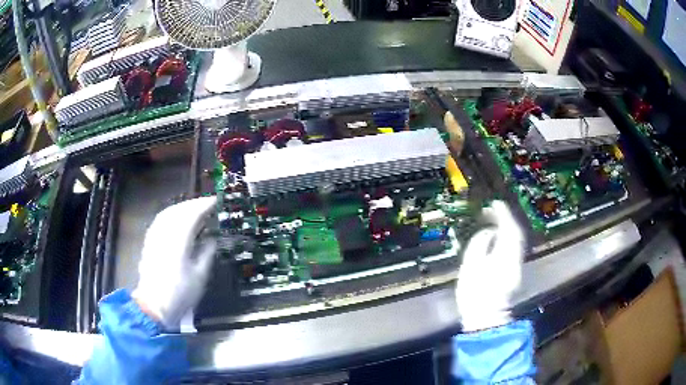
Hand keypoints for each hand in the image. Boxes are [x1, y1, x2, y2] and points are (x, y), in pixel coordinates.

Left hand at [133, 196, 216, 329]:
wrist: (154, 305)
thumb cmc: (180, 293)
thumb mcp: (200, 276)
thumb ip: (206, 253)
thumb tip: (211, 239)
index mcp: (179, 241)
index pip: (192, 215)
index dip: (204, 206)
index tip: (216, 201)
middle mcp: (165, 233)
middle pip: (178, 210)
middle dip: (193, 204)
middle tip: (207, 204)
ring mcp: (155, 237)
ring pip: (168, 213)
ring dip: (181, 207)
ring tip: (193, 208)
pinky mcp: (149, 242)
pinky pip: (160, 220)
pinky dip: (170, 214)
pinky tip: (175, 218)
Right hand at [456, 201, 524, 331]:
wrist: (486, 317)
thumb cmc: (475, 295)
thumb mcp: (471, 268)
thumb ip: (480, 245)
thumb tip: (489, 233)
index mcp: (504, 257)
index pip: (508, 230)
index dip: (503, 215)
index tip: (494, 204)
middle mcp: (515, 258)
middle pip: (516, 233)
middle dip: (506, 218)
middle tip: (493, 210)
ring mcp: (517, 265)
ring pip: (516, 240)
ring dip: (507, 227)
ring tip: (495, 219)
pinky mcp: (515, 270)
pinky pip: (513, 248)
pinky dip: (507, 238)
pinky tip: (499, 236)